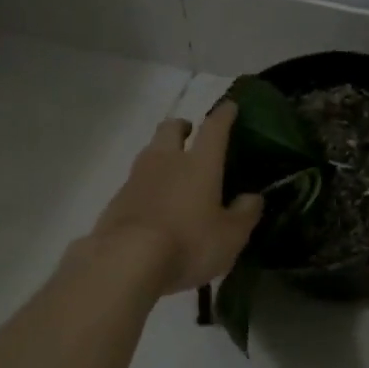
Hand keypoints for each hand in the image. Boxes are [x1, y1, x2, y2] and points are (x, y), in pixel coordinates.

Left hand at [87, 103, 263, 294]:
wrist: (126, 261)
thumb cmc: (189, 243)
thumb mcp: (231, 236)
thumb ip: (245, 213)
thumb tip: (253, 197)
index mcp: (199, 164)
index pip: (214, 128)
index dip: (224, 115)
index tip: (230, 106)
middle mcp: (166, 161)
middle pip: (170, 129)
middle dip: (182, 127)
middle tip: (190, 135)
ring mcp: (136, 178)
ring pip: (149, 153)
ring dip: (162, 155)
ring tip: (172, 173)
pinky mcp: (116, 200)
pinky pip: (135, 183)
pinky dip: (147, 186)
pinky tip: (153, 205)